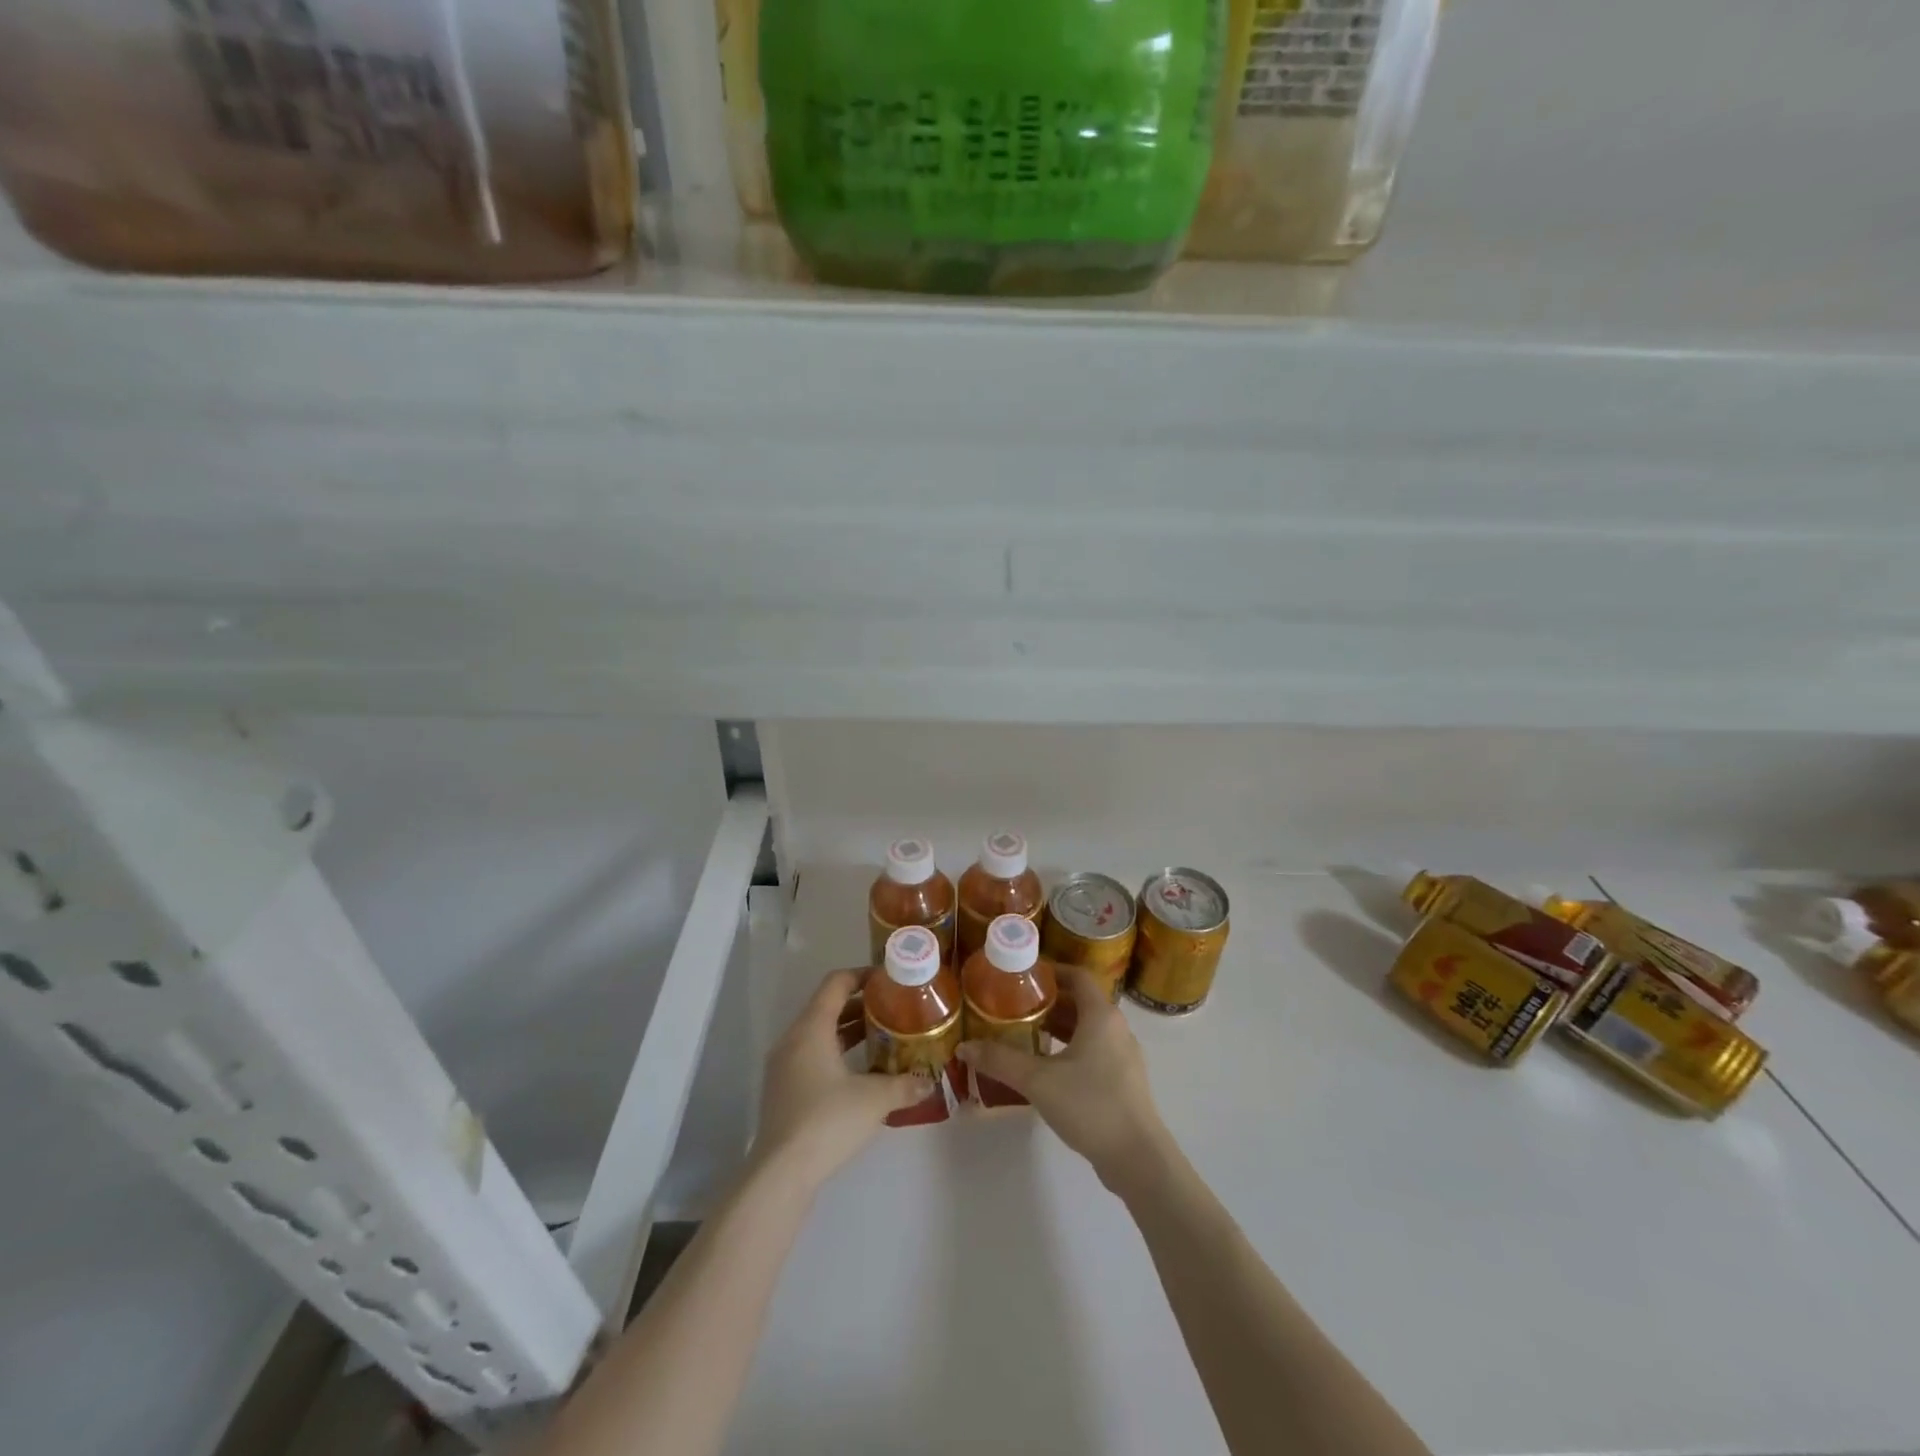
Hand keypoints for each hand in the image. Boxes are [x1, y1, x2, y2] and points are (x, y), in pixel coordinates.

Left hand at [753, 970, 929, 1186]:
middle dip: (861, 1006)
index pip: (836, 983)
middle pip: (827, 1007)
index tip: (889, 980)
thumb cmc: (828, 1121)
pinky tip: (861, 1073)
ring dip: (849, 1032)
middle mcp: (793, 1039)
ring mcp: (784, 1066)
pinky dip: (837, 1054)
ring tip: (883, 1038)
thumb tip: (929, 1081)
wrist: (781, 1174)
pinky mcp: (783, 1090)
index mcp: (811, 1028)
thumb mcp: (875, 1099)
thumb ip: (904, 1085)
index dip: (862, 975)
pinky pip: (812, 1056)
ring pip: (820, 1034)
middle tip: (894, 1010)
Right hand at [957, 968, 1172, 1195]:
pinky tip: (1048, 1068)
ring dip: (1059, 1027)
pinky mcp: (1124, 1081)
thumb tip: (964, 1047)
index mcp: (1101, 1015)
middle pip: (1081, 1002)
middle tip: (1015, 1006)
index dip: (1051, 971)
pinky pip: (1094, 1051)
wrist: (1137, 1158)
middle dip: (1048, 1001)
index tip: (1023, 976)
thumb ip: (1000, 1060)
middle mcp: (1116, 1028)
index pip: (1077, 976)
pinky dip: (1071, 1049)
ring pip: (1088, 1028)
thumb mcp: (1038, 1080)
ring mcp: (1124, 1056)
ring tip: (1026, 1034)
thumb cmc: (1090, 1104)